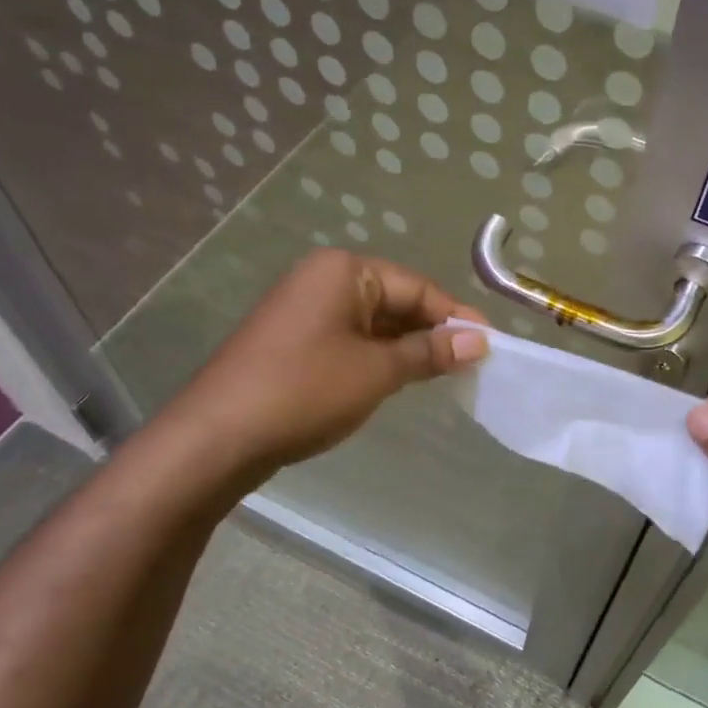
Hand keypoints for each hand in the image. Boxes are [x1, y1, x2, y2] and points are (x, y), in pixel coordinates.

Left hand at [166, 250, 487, 483]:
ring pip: (373, 322)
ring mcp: (304, 310)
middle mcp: (322, 279)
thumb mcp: (377, 371)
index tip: (491, 345)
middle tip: (471, 364)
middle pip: (395, 300)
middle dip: (432, 332)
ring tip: (444, 375)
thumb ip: (430, 352)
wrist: (216, 437)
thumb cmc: (305, 391)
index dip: (456, 317)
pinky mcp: (293, 340)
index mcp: (344, 271)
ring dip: (407, 347)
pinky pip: (350, 339)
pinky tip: (399, 379)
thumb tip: (479, 341)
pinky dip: (378, 357)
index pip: (417, 287)